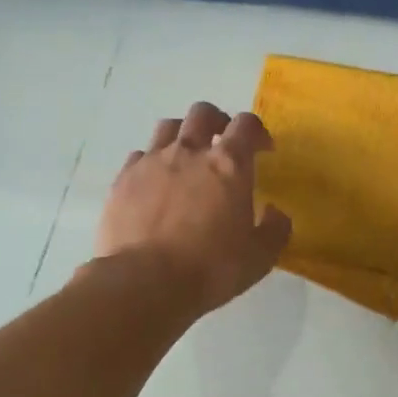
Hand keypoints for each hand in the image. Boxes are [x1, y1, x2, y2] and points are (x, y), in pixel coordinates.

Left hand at [94, 102, 291, 316]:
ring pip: (167, 127)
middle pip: (203, 113)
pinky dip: (152, 162)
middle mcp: (189, 152)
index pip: (247, 125)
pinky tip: (155, 184)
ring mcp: (151, 162)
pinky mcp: (122, 180)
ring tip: (186, 159)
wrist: (144, 283)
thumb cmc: (211, 268)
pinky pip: (139, 156)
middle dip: (218, 122)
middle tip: (223, 145)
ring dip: (182, 136)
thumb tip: (274, 212)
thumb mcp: (260, 257)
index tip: (263, 149)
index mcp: (229, 164)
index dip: (258, 132)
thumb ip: (275, 229)